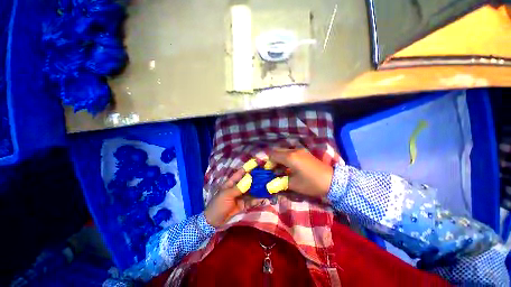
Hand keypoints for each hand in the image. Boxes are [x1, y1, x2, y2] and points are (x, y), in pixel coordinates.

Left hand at [204, 169, 263, 227]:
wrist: (213, 221)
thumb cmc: (218, 205)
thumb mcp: (227, 195)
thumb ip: (239, 188)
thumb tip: (250, 180)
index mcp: (231, 183)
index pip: (240, 173)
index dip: (248, 168)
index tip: (256, 164)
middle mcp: (237, 188)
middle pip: (247, 182)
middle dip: (255, 179)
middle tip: (266, 176)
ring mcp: (240, 197)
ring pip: (250, 191)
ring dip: (258, 190)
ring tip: (267, 187)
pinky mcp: (243, 205)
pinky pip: (251, 201)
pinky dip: (256, 200)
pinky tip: (263, 198)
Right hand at [269, 149, 333, 197]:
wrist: (332, 181)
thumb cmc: (311, 183)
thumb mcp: (293, 184)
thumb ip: (280, 181)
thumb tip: (271, 180)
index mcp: (289, 157)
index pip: (272, 155)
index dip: (268, 162)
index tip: (267, 170)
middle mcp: (293, 151)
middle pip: (277, 151)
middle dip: (273, 159)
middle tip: (273, 170)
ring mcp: (300, 150)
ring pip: (284, 151)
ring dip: (279, 158)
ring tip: (280, 169)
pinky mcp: (304, 152)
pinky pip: (290, 152)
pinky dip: (286, 157)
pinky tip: (289, 166)